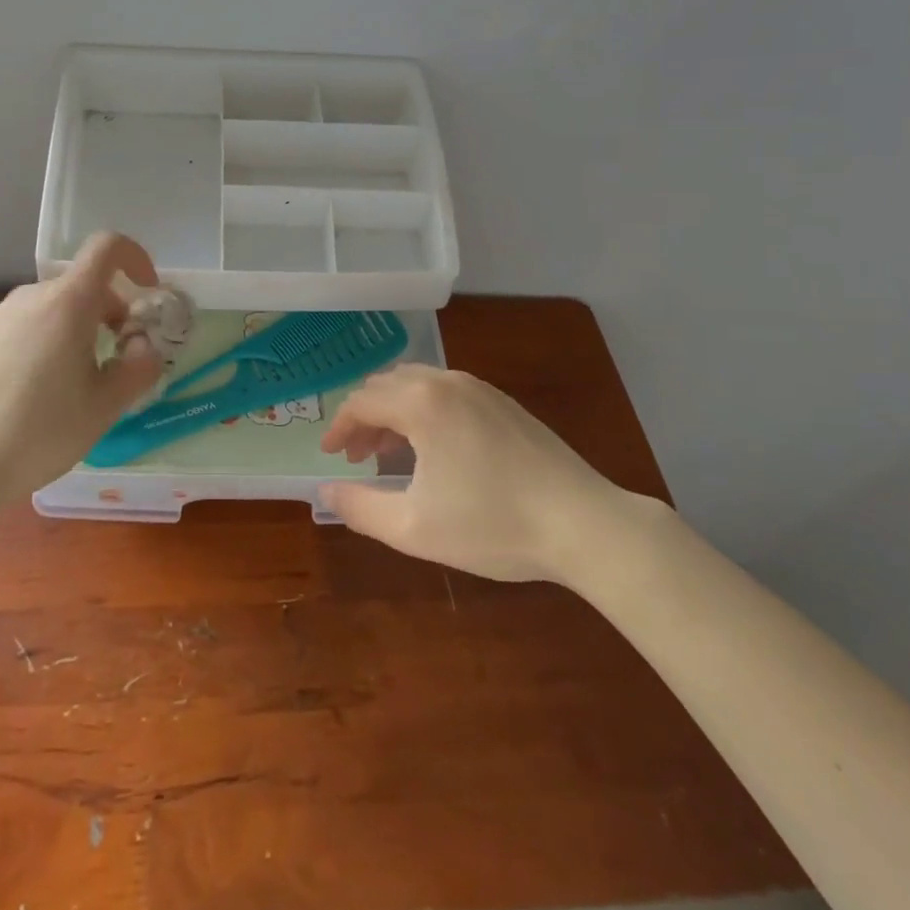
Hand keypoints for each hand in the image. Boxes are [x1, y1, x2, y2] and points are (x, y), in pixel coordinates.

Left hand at [0, 233, 164, 509]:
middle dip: (111, 310)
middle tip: (119, 357)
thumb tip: (142, 346)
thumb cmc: (42, 431)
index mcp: (68, 302)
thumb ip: (139, 367)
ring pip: (54, 306)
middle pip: (82, 283)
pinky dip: (47, 340)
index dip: (135, 258)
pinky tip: (38, 391)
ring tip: (78, 381)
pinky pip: (26, 325)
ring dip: (78, 328)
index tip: (147, 293)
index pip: (107, 247)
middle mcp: (32, 296)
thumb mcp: (107, 405)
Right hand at [320, 365, 641, 585]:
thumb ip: (360, 508)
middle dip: (364, 417)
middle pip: (386, 385)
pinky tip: (434, 448)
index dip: (339, 427)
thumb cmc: (493, 525)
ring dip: (393, 411)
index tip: (330, 455)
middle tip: (357, 456)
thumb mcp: (414, 528)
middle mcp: (446, 382)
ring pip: (417, 384)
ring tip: (390, 452)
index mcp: (421, 403)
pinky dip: (423, 409)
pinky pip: (446, 391)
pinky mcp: (503, 402)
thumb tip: (326, 493)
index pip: (362, 402)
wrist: (584, 523)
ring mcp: (479, 387)